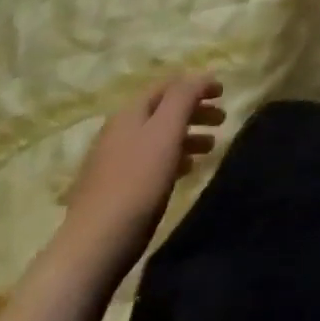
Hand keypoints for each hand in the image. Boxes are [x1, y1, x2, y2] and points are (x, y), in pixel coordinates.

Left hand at [58, 73, 224, 280]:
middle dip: (195, 110)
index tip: (224, 93)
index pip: (168, 85)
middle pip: (163, 110)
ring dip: (187, 135)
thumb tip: (201, 75)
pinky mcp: (114, 187)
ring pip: (158, 136)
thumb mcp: (166, 131)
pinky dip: (173, 156)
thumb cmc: (138, 182)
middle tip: (222, 120)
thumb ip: (184, 97)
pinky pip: (150, 160)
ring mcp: (113, 160)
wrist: (95, 245)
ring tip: (210, 148)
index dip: (197, 84)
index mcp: (130, 113)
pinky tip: (186, 170)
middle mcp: (119, 131)